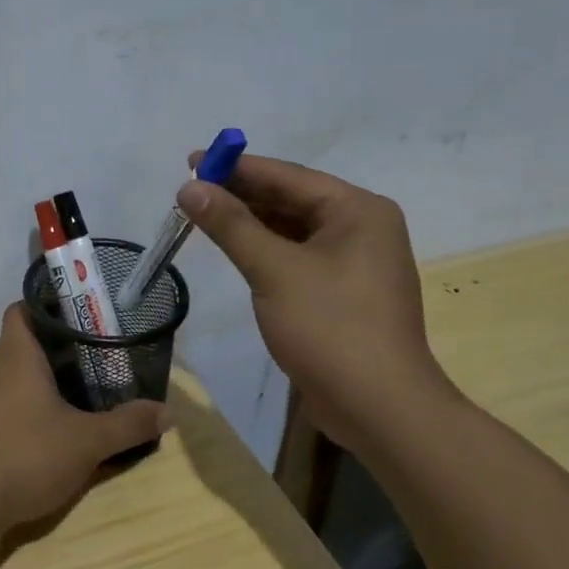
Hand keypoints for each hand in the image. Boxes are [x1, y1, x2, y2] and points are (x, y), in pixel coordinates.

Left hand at [0, 304, 164, 534]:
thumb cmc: (28, 458)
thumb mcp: (88, 443)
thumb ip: (128, 424)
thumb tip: (168, 412)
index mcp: (14, 357)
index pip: (20, 311)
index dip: (42, 311)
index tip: (70, 325)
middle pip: (11, 348)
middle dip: (39, 356)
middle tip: (74, 373)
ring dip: (14, 387)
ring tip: (44, 407)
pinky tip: (2, 433)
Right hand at [177, 152, 456, 450]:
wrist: (379, 407)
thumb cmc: (330, 328)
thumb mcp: (274, 270)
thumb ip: (231, 225)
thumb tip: (189, 188)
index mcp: (358, 210)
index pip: (287, 176)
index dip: (236, 167)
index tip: (191, 161)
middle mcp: (362, 227)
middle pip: (290, 199)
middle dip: (240, 194)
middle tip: (190, 190)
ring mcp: (354, 261)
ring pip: (292, 228)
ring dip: (250, 222)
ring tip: (203, 215)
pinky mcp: (342, 291)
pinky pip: (297, 255)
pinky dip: (265, 249)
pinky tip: (235, 248)